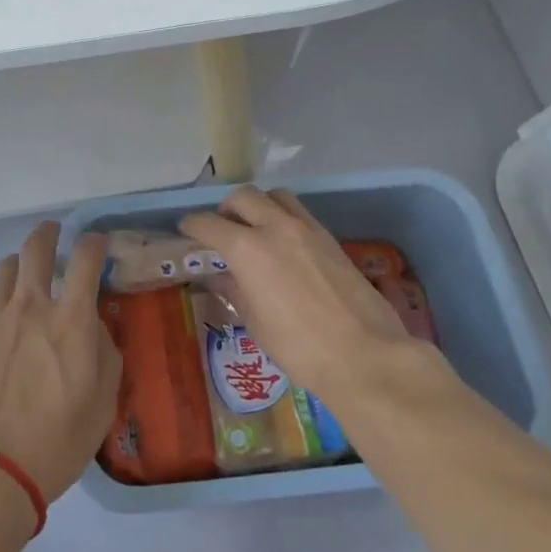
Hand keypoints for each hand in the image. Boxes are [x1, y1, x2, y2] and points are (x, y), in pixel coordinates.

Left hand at [0, 222, 119, 503]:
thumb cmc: (56, 444)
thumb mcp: (103, 404)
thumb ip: (105, 354)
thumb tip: (95, 328)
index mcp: (70, 320)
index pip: (85, 258)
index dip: (94, 242)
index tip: (97, 241)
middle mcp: (29, 307)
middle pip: (35, 248)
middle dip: (47, 233)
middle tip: (52, 234)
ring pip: (3, 272)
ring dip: (17, 269)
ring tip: (22, 283)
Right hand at [181, 187, 449, 401]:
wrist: (364, 355)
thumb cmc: (298, 347)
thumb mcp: (255, 322)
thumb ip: (235, 290)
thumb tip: (221, 276)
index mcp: (248, 248)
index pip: (209, 224)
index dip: (193, 225)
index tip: (186, 229)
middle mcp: (276, 227)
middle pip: (244, 197)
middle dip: (226, 208)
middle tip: (222, 228)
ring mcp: (307, 230)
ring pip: (276, 196)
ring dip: (259, 205)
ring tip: (255, 228)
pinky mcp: (331, 239)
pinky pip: (300, 213)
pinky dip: (284, 218)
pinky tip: (284, 244)